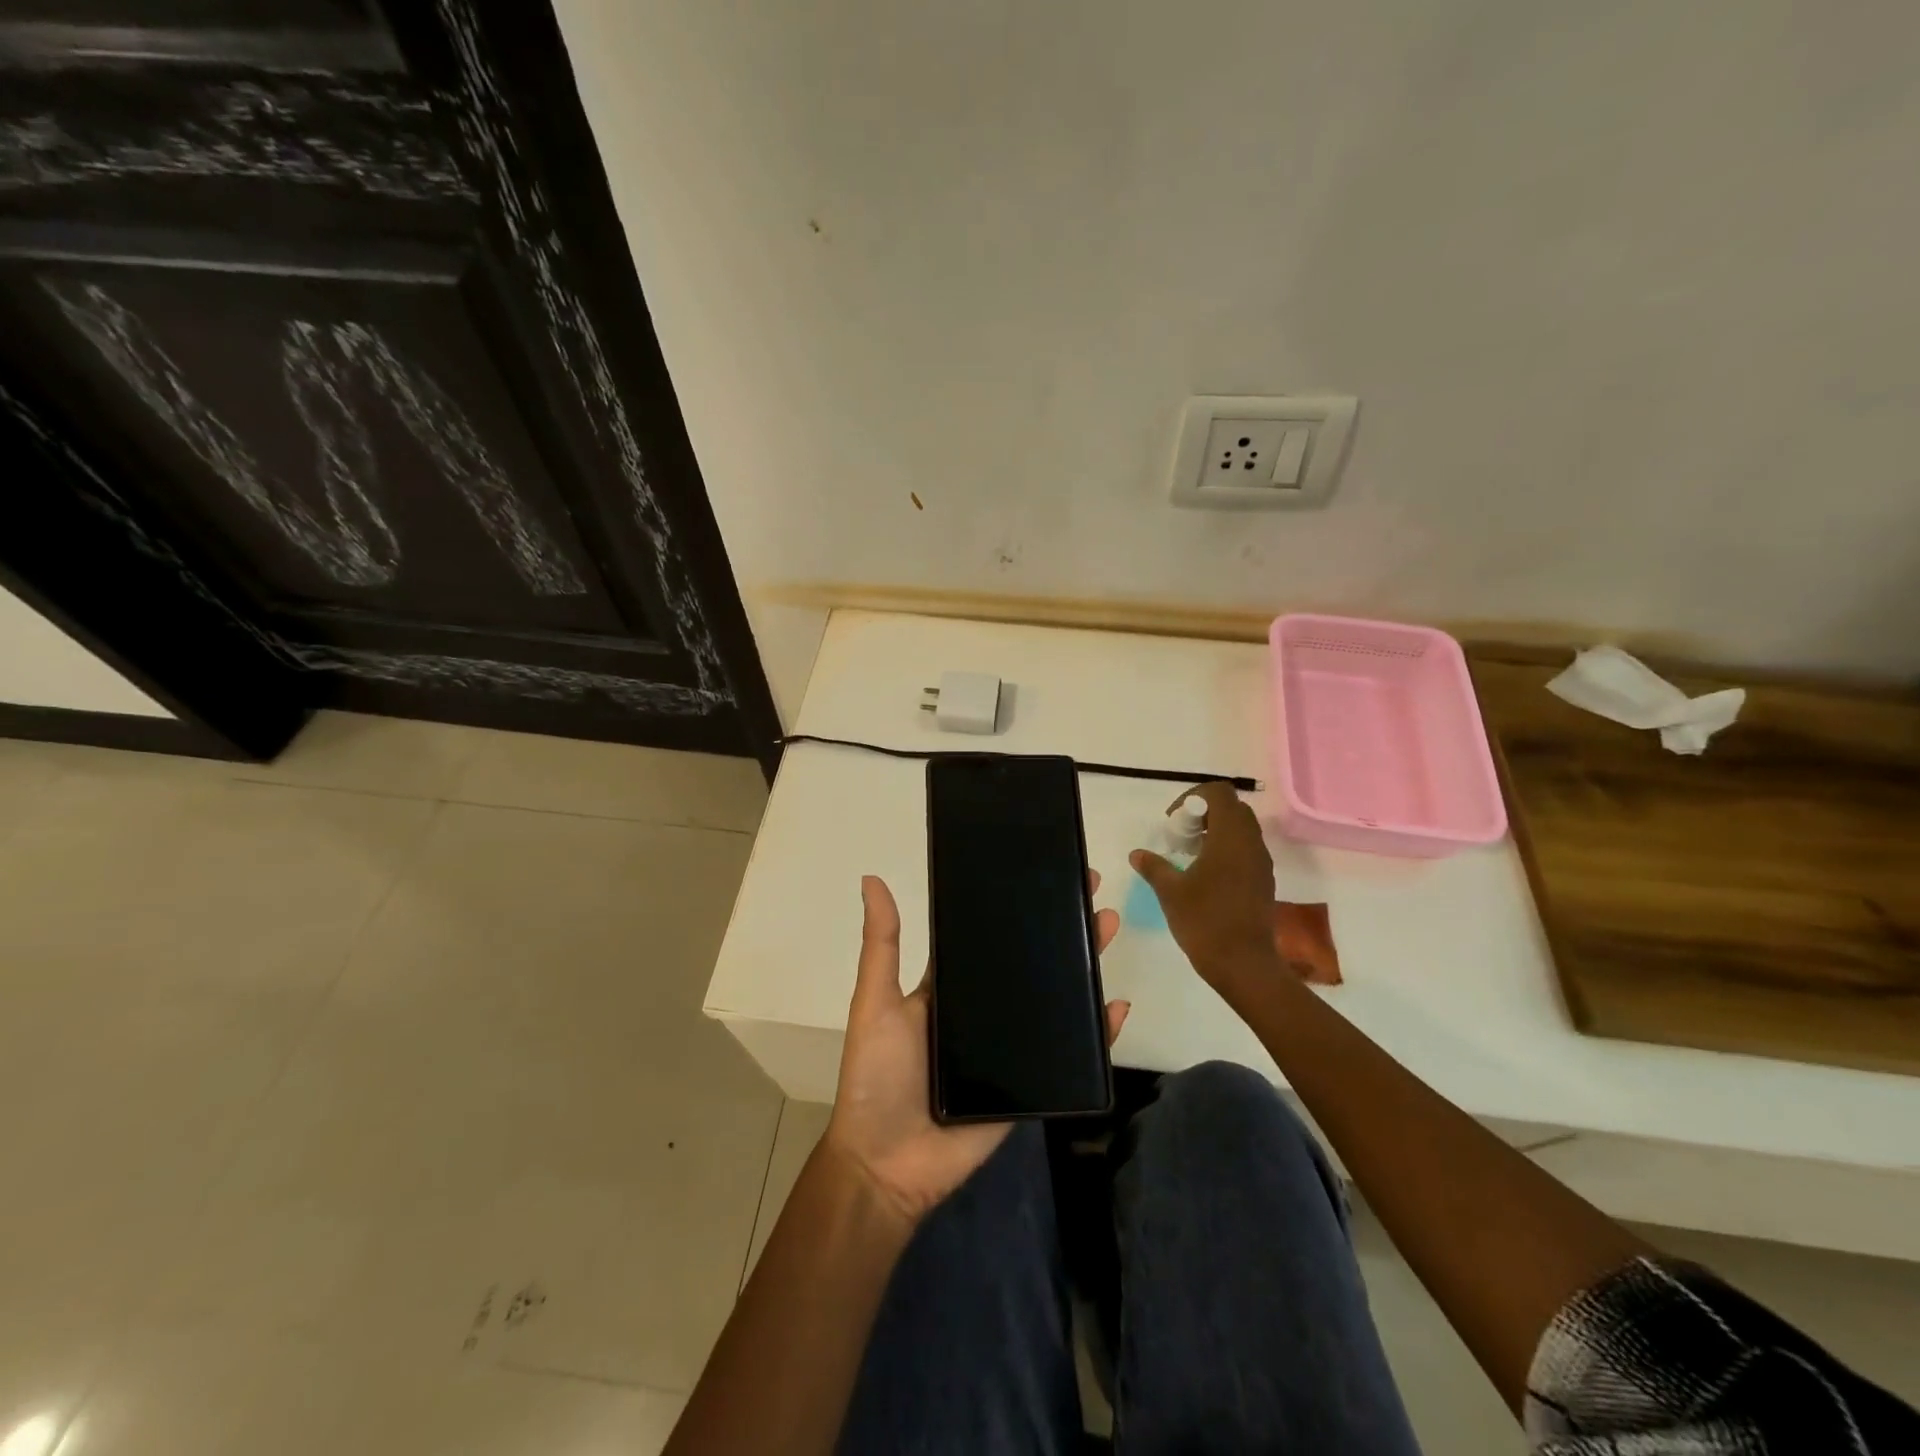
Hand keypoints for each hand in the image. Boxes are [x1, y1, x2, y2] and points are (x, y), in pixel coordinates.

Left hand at [824, 873, 1126, 1229]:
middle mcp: (983, 1011)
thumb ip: (881, 944)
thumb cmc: (877, 1076)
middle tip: (1090, 890)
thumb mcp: (875, 1001)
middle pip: (1030, 962)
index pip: (989, 936)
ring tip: (1106, 927)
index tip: (1044, 873)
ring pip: (1056, 999)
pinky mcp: (1030, 1084)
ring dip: (1083, 965)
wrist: (887, 1166)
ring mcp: (1009, 1048)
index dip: (1016, 906)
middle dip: (1061, 927)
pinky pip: (1069, 1054)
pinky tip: (1116, 1006)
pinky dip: (1095, 1032)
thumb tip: (871, 879)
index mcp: (950, 987)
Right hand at [1130, 781, 1282, 999]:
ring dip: (1216, 831)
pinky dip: (1226, 850)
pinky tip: (1206, 875)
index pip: (1219, 793)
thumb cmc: (1205, 921)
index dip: (1194, 797)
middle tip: (1181, 834)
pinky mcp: (1263, 881)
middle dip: (1204, 813)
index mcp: (1230, 838)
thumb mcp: (1171, 892)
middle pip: (1232, 808)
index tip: (1175, 820)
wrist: (1244, 965)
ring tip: (1190, 854)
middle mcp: (1251, 844)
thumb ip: (1154, 867)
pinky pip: (1246, 850)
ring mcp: (1261, 863)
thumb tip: (1137, 854)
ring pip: (1241, 829)